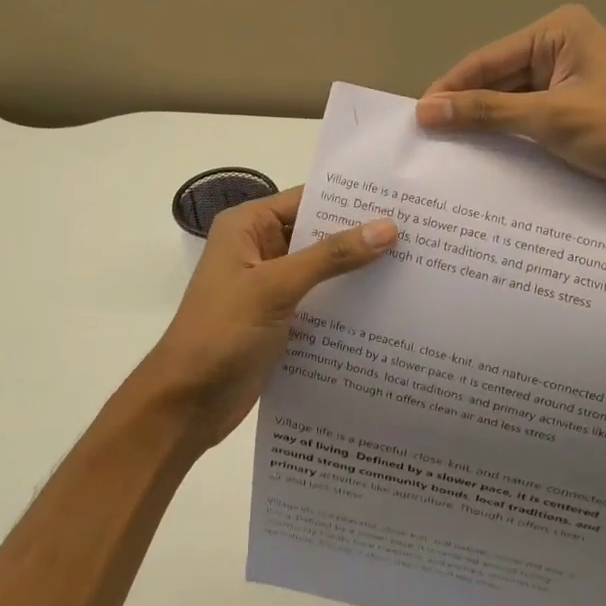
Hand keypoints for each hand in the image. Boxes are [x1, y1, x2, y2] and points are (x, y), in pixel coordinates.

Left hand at [124, 187, 396, 450]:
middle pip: (318, 234)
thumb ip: (331, 256)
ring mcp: (269, 285)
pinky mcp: (280, 318)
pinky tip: (388, 307)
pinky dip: (347, 303)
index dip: (350, 200)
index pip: (306, 200)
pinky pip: (320, 300)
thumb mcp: (276, 287)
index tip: (400, 201)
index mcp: (247, 227)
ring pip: (322, 269)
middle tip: (419, 234)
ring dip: (358, 272)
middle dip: (361, 236)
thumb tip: (388, 227)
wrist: (186, 405)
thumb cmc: (222, 333)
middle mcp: (259, 248)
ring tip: (414, 267)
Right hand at [415, 4, 605, 201]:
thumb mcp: (552, 119)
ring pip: (511, 101)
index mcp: (557, 31)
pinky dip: (509, 136)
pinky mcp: (575, 106)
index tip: (415, 119)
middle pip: (496, 79)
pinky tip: (485, 157)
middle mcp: (560, 46)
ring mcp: (569, 77)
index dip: (449, 89)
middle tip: (427, 142)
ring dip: (486, 126)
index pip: (487, 60)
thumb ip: (487, 113)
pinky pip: (530, 117)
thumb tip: (425, 110)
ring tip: (446, 153)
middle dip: (466, 109)